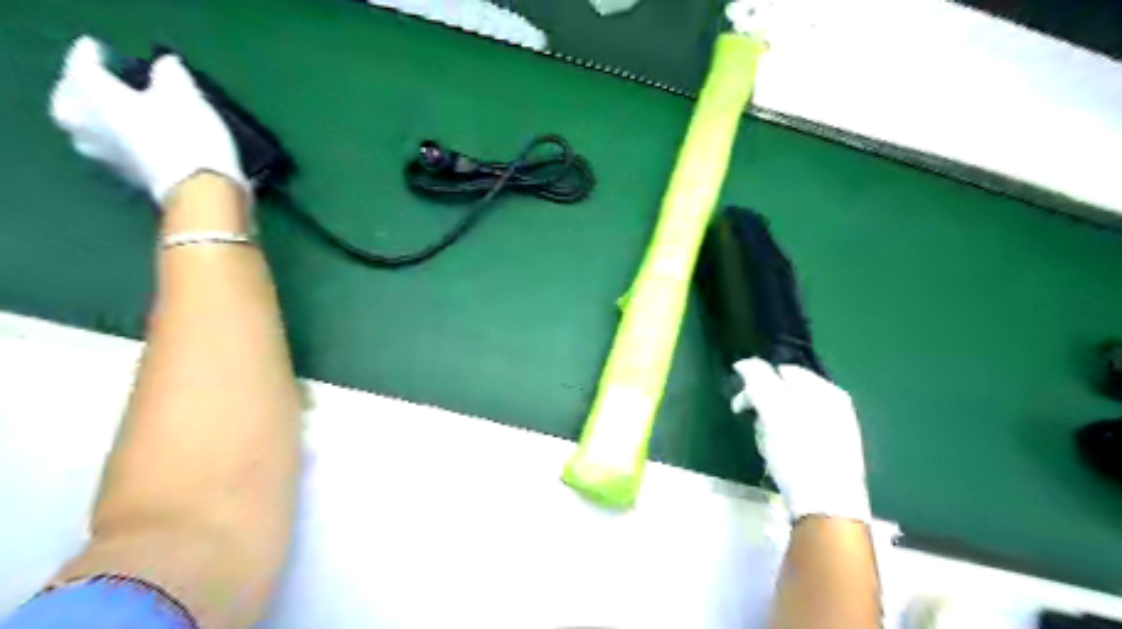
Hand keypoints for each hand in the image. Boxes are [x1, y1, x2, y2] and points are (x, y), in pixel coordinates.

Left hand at [49, 34, 244, 203]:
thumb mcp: (185, 95)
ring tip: (115, 111)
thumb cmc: (188, 135)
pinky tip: (136, 138)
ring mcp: (105, 155)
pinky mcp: (128, 177)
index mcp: (92, 94)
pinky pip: (114, 149)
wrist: (202, 191)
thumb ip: (170, 74)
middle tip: (97, 81)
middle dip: (83, 89)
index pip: (82, 65)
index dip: (92, 55)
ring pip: (89, 128)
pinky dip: (120, 140)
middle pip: (72, 100)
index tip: (100, 49)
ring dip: (99, 118)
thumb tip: (165, 65)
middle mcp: (86, 124)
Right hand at [738, 359, 874, 524]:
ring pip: (791, 414)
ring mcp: (836, 428)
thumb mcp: (773, 411)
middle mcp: (834, 404)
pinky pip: (801, 433)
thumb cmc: (798, 454)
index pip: (781, 370)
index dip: (755, 383)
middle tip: (755, 428)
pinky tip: (783, 458)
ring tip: (769, 447)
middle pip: (786, 392)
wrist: (828, 508)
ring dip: (772, 425)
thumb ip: (758, 380)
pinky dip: (785, 440)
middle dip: (764, 407)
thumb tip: (743, 362)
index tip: (740, 407)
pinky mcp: (833, 451)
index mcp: (824, 389)